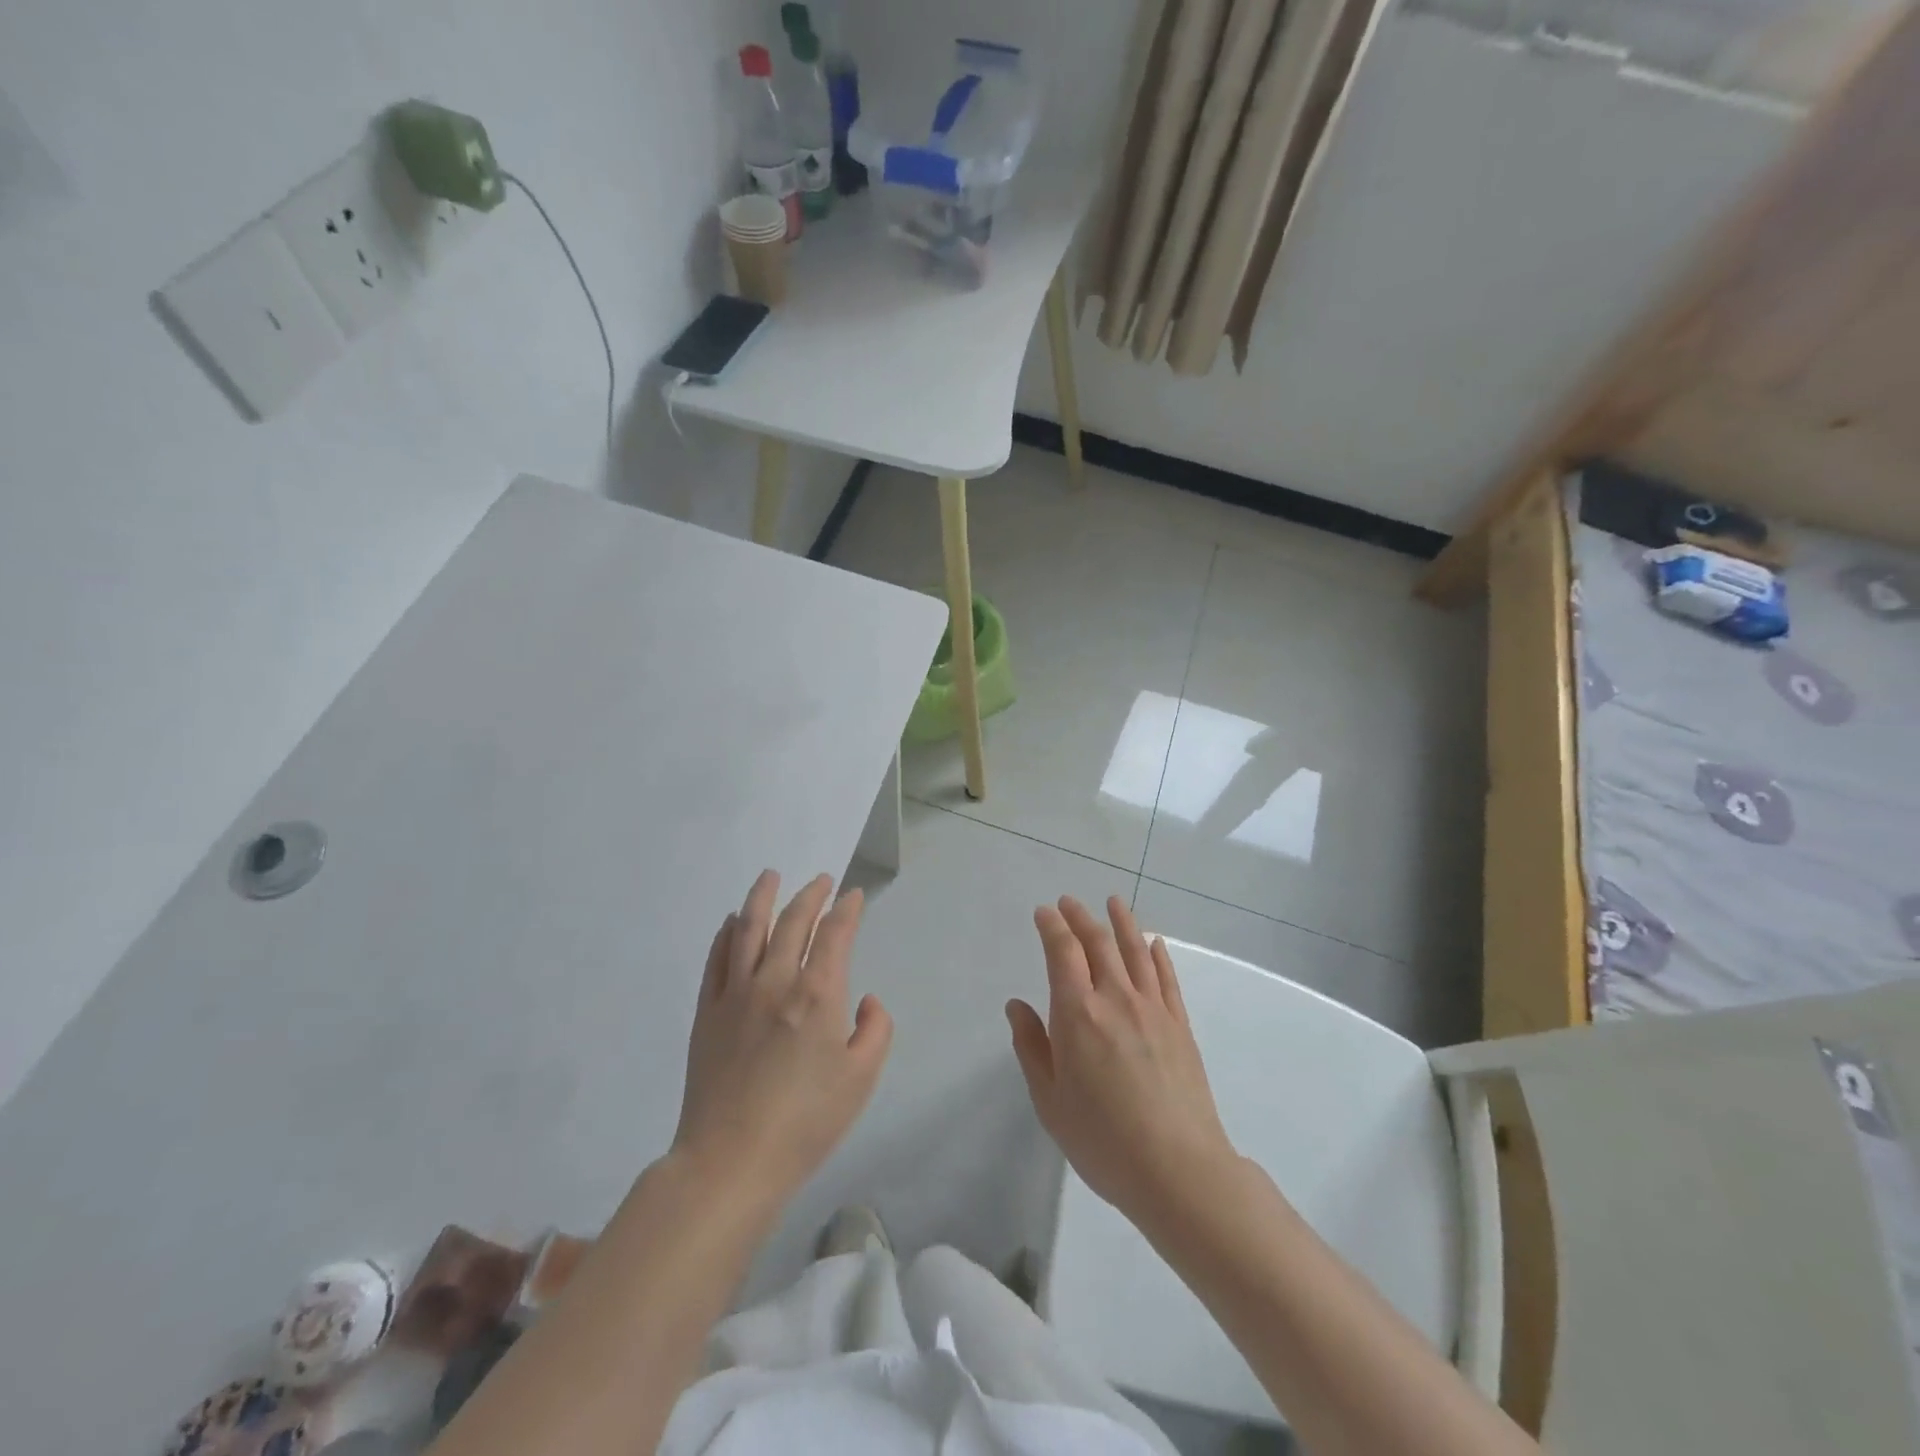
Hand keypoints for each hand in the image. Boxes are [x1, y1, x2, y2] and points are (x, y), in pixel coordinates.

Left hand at [674, 871, 892, 1209]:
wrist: (731, 1161)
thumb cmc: (806, 1122)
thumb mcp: (862, 1079)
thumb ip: (875, 1030)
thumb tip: (866, 1000)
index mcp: (817, 994)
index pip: (835, 934)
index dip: (846, 910)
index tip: (853, 896)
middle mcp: (775, 980)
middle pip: (793, 922)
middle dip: (810, 895)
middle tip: (821, 880)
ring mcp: (735, 993)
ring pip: (749, 928)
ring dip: (762, 897)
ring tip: (770, 875)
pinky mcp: (707, 1012)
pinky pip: (717, 959)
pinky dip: (727, 933)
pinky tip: (733, 921)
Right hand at [1008, 895, 1237, 1225]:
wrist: (1178, 1169)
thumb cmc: (1102, 1140)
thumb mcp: (1049, 1101)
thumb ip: (1031, 1046)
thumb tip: (1017, 1005)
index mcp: (1077, 1013)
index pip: (1062, 952)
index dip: (1052, 926)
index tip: (1044, 912)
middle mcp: (1115, 998)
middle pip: (1098, 943)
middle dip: (1080, 917)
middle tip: (1069, 902)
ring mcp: (1153, 1009)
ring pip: (1135, 951)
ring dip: (1122, 922)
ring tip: (1113, 902)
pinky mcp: (1180, 1025)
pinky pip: (1166, 977)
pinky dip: (1157, 954)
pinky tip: (1154, 942)